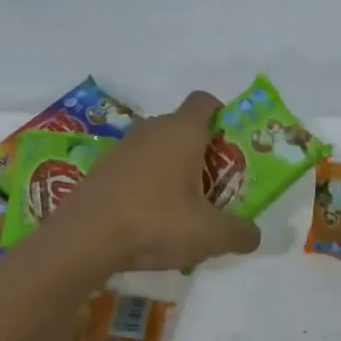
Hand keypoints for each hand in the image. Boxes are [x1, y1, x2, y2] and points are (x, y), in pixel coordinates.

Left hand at [55, 92, 262, 271]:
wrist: (85, 238)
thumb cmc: (156, 222)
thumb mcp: (210, 235)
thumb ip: (240, 233)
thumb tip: (254, 235)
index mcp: (182, 131)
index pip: (205, 101)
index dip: (222, 116)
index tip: (230, 145)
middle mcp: (151, 129)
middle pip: (182, 127)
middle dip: (200, 151)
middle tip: (213, 185)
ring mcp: (121, 147)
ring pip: (157, 147)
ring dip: (171, 168)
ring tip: (181, 206)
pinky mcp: (101, 168)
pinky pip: (134, 166)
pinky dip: (146, 182)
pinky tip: (149, 216)